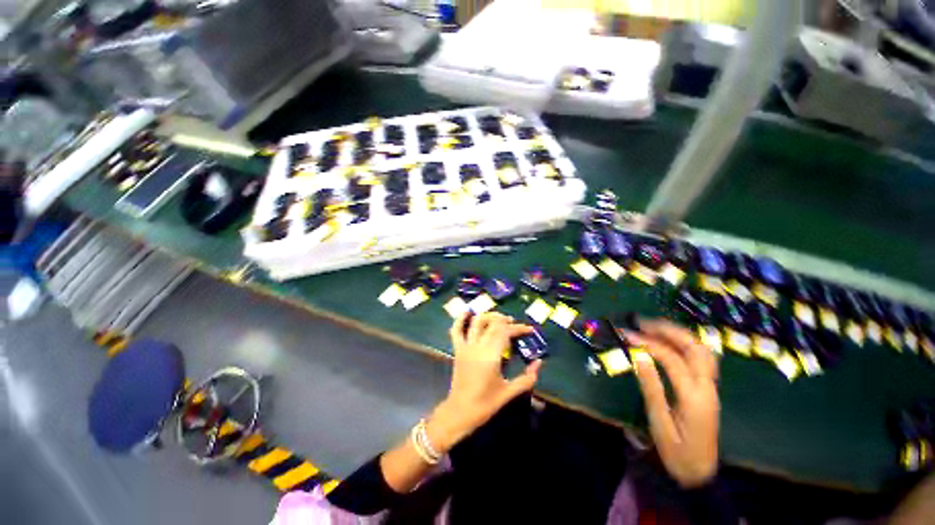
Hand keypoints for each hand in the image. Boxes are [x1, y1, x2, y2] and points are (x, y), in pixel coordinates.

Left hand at [426, 312, 541, 453]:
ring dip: (489, 316)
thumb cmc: (486, 404)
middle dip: (506, 320)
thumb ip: (527, 378)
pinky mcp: (457, 349)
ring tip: (499, 318)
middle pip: (493, 324)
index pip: (506, 332)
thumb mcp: (509, 392)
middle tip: (516, 325)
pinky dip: (460, 319)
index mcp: (491, 356)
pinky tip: (467, 312)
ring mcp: (465, 346)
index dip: (519, 328)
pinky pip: (456, 330)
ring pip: (476, 322)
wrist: (460, 412)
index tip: (530, 330)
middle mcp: (477, 346)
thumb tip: (539, 363)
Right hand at [626, 319, 719, 487]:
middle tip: (642, 322)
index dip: (648, 343)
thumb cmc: (676, 451)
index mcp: (694, 397)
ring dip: (678, 334)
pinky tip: (669, 342)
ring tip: (653, 327)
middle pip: (695, 348)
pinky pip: (701, 358)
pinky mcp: (709, 388)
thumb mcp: (659, 421)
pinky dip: (685, 344)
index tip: (626, 335)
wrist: (700, 472)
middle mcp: (707, 387)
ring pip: (702, 350)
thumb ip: (651, 386)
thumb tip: (639, 356)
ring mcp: (711, 387)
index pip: (672, 359)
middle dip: (668, 330)